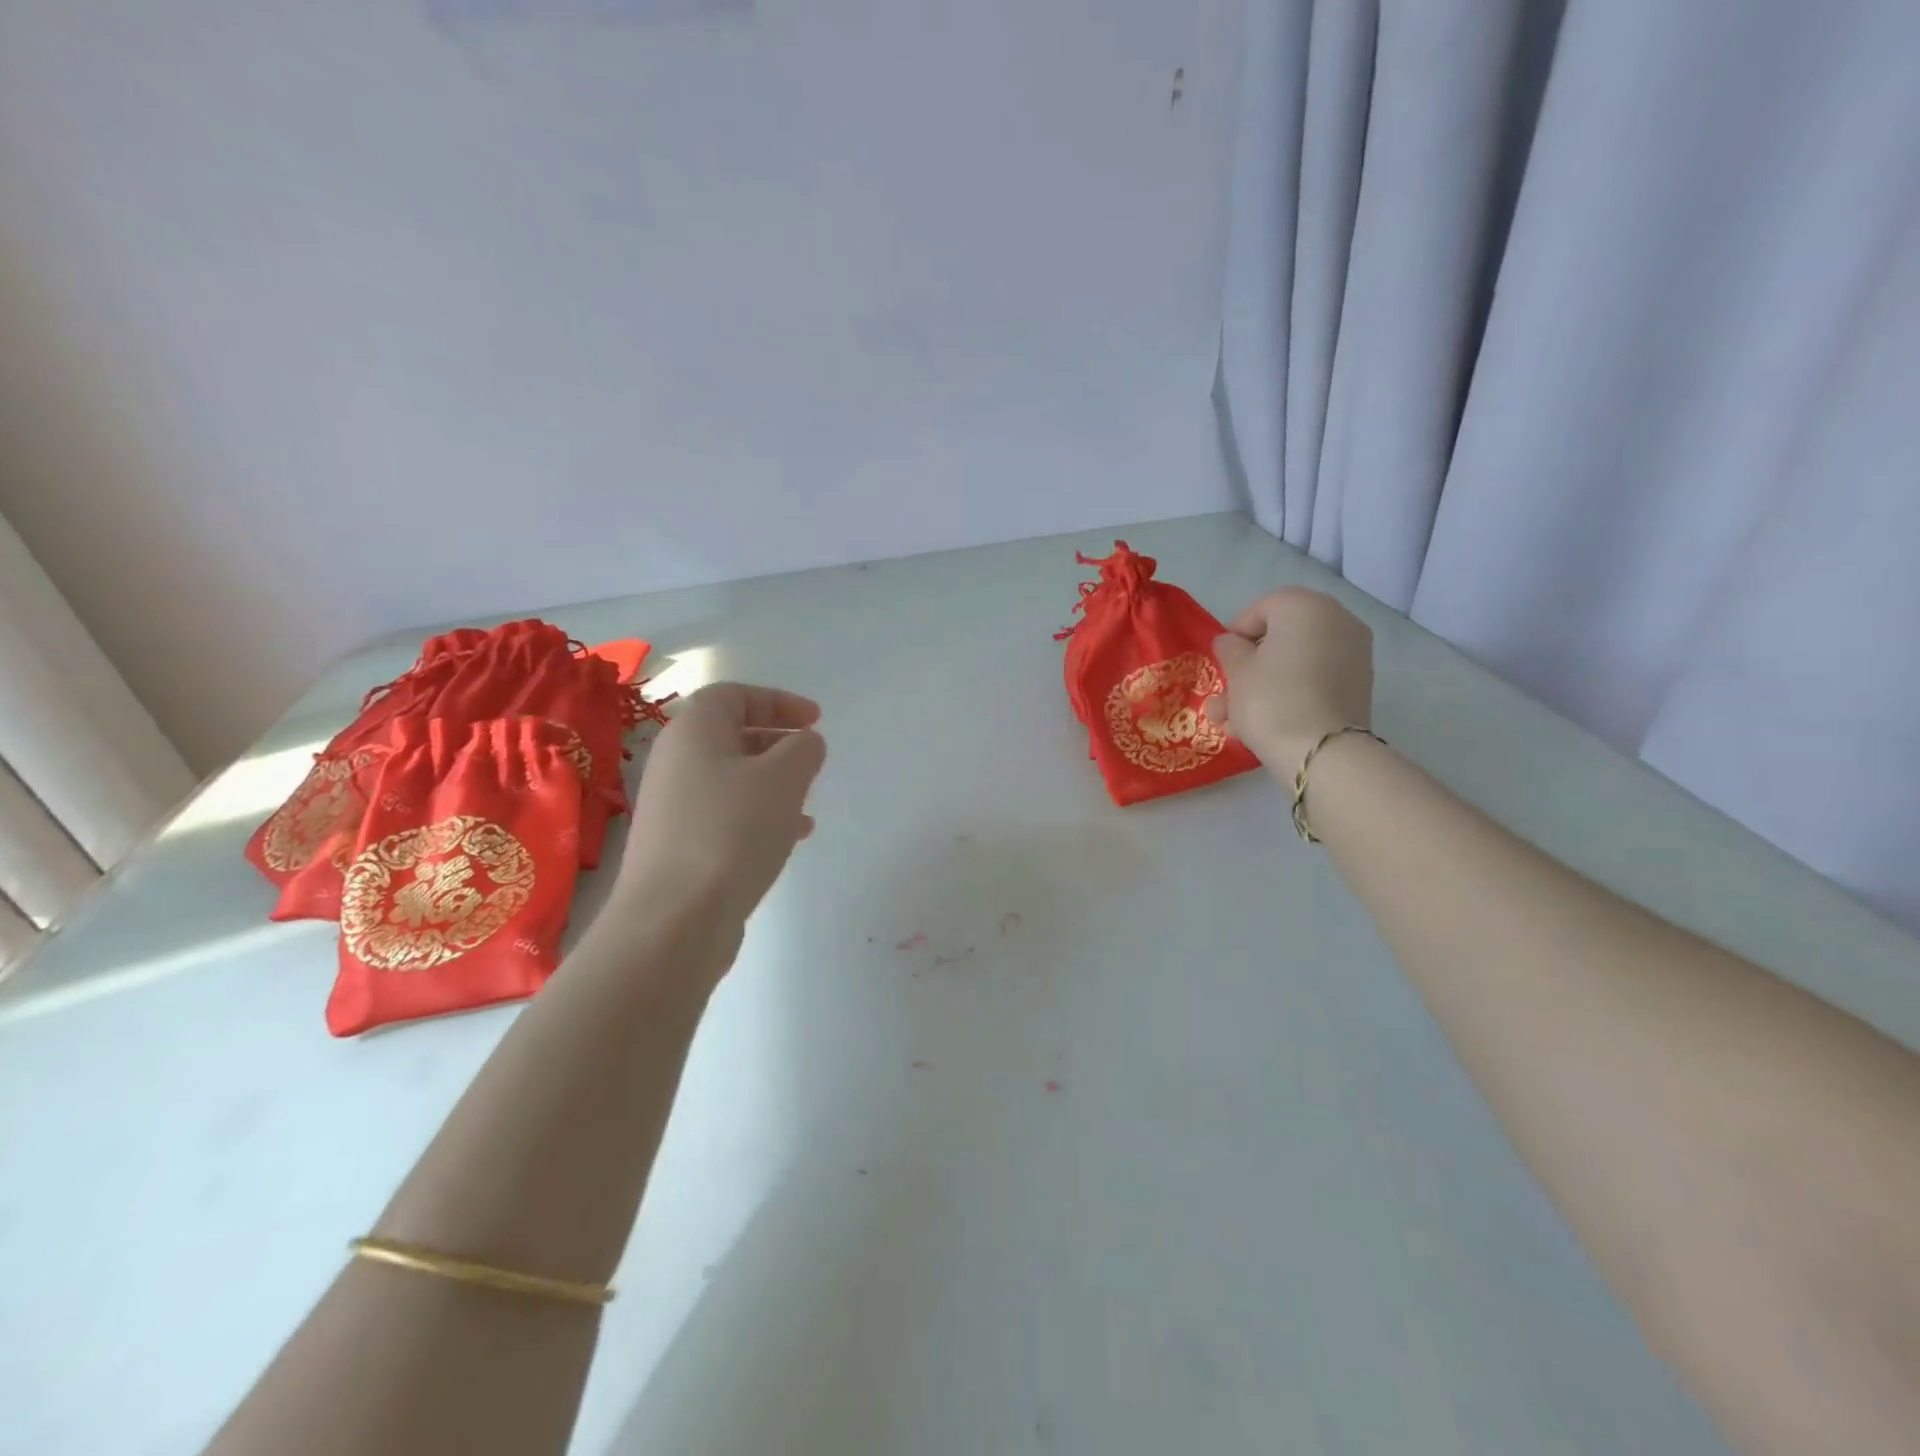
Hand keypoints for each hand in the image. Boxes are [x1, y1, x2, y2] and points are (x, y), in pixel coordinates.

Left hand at [612, 682, 826, 935]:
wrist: (674, 919)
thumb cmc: (732, 831)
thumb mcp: (784, 778)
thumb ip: (803, 749)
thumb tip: (805, 743)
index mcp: (693, 731)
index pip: (734, 695)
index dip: (779, 701)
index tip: (816, 720)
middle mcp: (675, 761)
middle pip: (730, 735)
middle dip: (777, 742)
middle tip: (811, 758)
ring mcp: (672, 806)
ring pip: (731, 778)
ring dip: (772, 783)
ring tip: (807, 802)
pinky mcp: (678, 845)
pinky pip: (724, 814)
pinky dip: (758, 815)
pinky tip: (789, 837)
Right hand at [1206, 588, 1373, 777]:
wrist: (1321, 751)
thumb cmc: (1270, 698)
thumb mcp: (1237, 671)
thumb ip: (1230, 649)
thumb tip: (1232, 643)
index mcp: (1305, 606)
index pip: (1263, 608)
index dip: (1236, 633)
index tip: (1221, 661)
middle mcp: (1337, 621)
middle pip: (1281, 638)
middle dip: (1248, 667)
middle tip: (1225, 694)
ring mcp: (1353, 655)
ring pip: (1295, 665)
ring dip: (1262, 688)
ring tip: (1230, 721)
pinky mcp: (1357, 687)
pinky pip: (1313, 682)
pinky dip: (1288, 696)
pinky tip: (1258, 727)